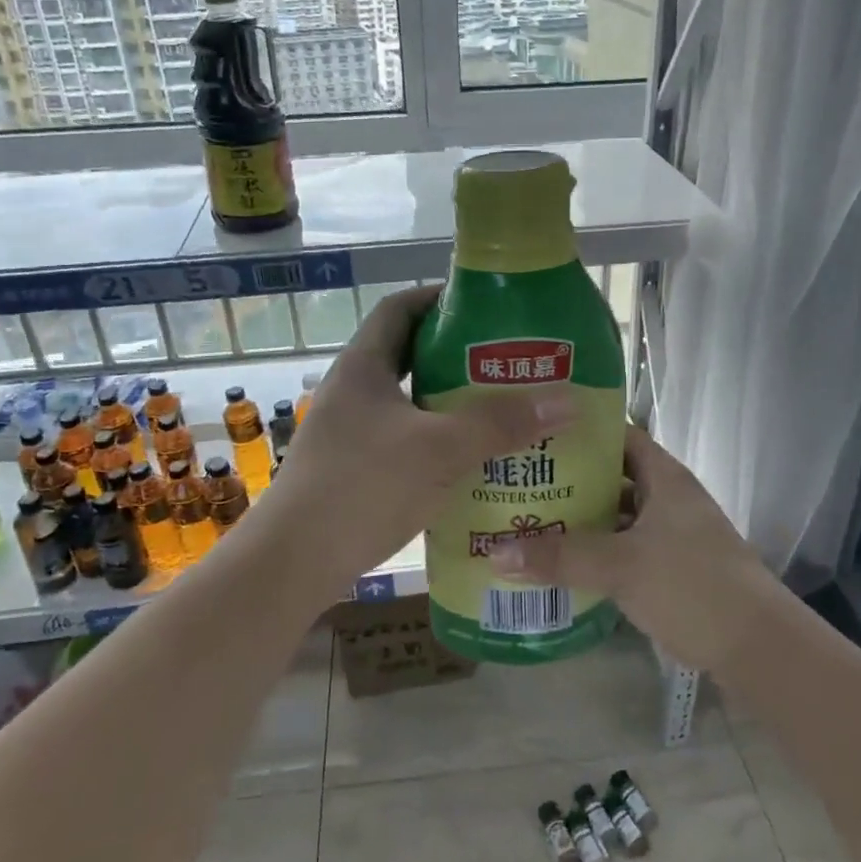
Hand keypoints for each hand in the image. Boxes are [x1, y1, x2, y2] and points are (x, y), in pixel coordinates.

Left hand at [253, 287, 575, 606]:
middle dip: (456, 356)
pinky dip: (436, 443)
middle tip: (507, 363)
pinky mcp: (352, 471)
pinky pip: (403, 441)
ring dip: (449, 404)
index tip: (484, 306)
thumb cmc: (362, 487)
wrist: (292, 563)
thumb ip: (500, 423)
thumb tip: (568, 400)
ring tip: (499, 412)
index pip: (400, 309)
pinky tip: (469, 463)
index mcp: (363, 367)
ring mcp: (348, 433)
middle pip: (408, 356)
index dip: (438, 298)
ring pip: (408, 404)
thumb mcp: (439, 449)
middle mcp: (352, 392)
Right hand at [490, 425, 780, 671]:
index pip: (618, 435)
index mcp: (664, 477)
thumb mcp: (620, 566)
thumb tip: (494, 552)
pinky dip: (598, 550)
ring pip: (619, 514)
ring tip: (533, 519)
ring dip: (583, 518)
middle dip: (572, 479)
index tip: (537, 434)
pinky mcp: (673, 567)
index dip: (581, 431)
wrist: (756, 646)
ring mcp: (674, 533)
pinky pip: (625, 546)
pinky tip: (565, 562)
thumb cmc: (691, 585)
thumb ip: (559, 557)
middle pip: (614, 476)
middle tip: (522, 480)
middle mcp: (669, 497)